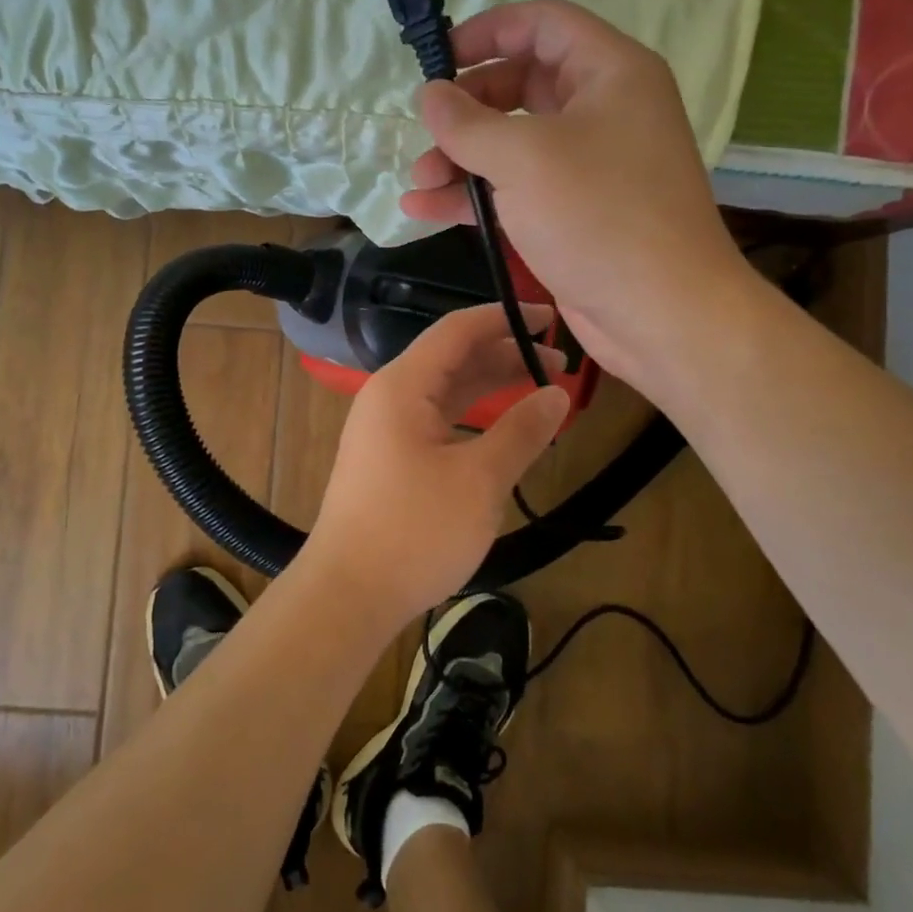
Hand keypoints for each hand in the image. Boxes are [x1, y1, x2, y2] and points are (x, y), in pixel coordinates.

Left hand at [299, 304, 572, 629]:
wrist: (349, 593)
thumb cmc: (414, 531)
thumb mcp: (479, 480)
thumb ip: (521, 431)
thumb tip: (558, 394)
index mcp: (403, 385)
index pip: (457, 330)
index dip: (505, 318)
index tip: (552, 319)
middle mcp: (390, 396)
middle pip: (453, 357)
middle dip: (506, 354)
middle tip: (563, 365)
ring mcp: (387, 428)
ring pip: (446, 390)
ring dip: (492, 386)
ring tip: (544, 391)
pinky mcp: (390, 457)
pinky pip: (438, 419)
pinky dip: (474, 416)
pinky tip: (506, 429)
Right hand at [400, 0, 758, 386]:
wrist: (661, 314)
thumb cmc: (598, 216)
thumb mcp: (523, 158)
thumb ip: (467, 122)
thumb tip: (429, 95)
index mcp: (610, 73)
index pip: (543, 24)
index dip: (487, 31)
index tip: (437, 59)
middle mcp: (603, 110)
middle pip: (521, 85)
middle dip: (466, 110)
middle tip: (425, 132)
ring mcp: (589, 165)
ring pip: (513, 143)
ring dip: (461, 159)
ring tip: (417, 183)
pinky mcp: (574, 212)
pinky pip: (516, 188)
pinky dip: (474, 196)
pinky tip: (425, 210)